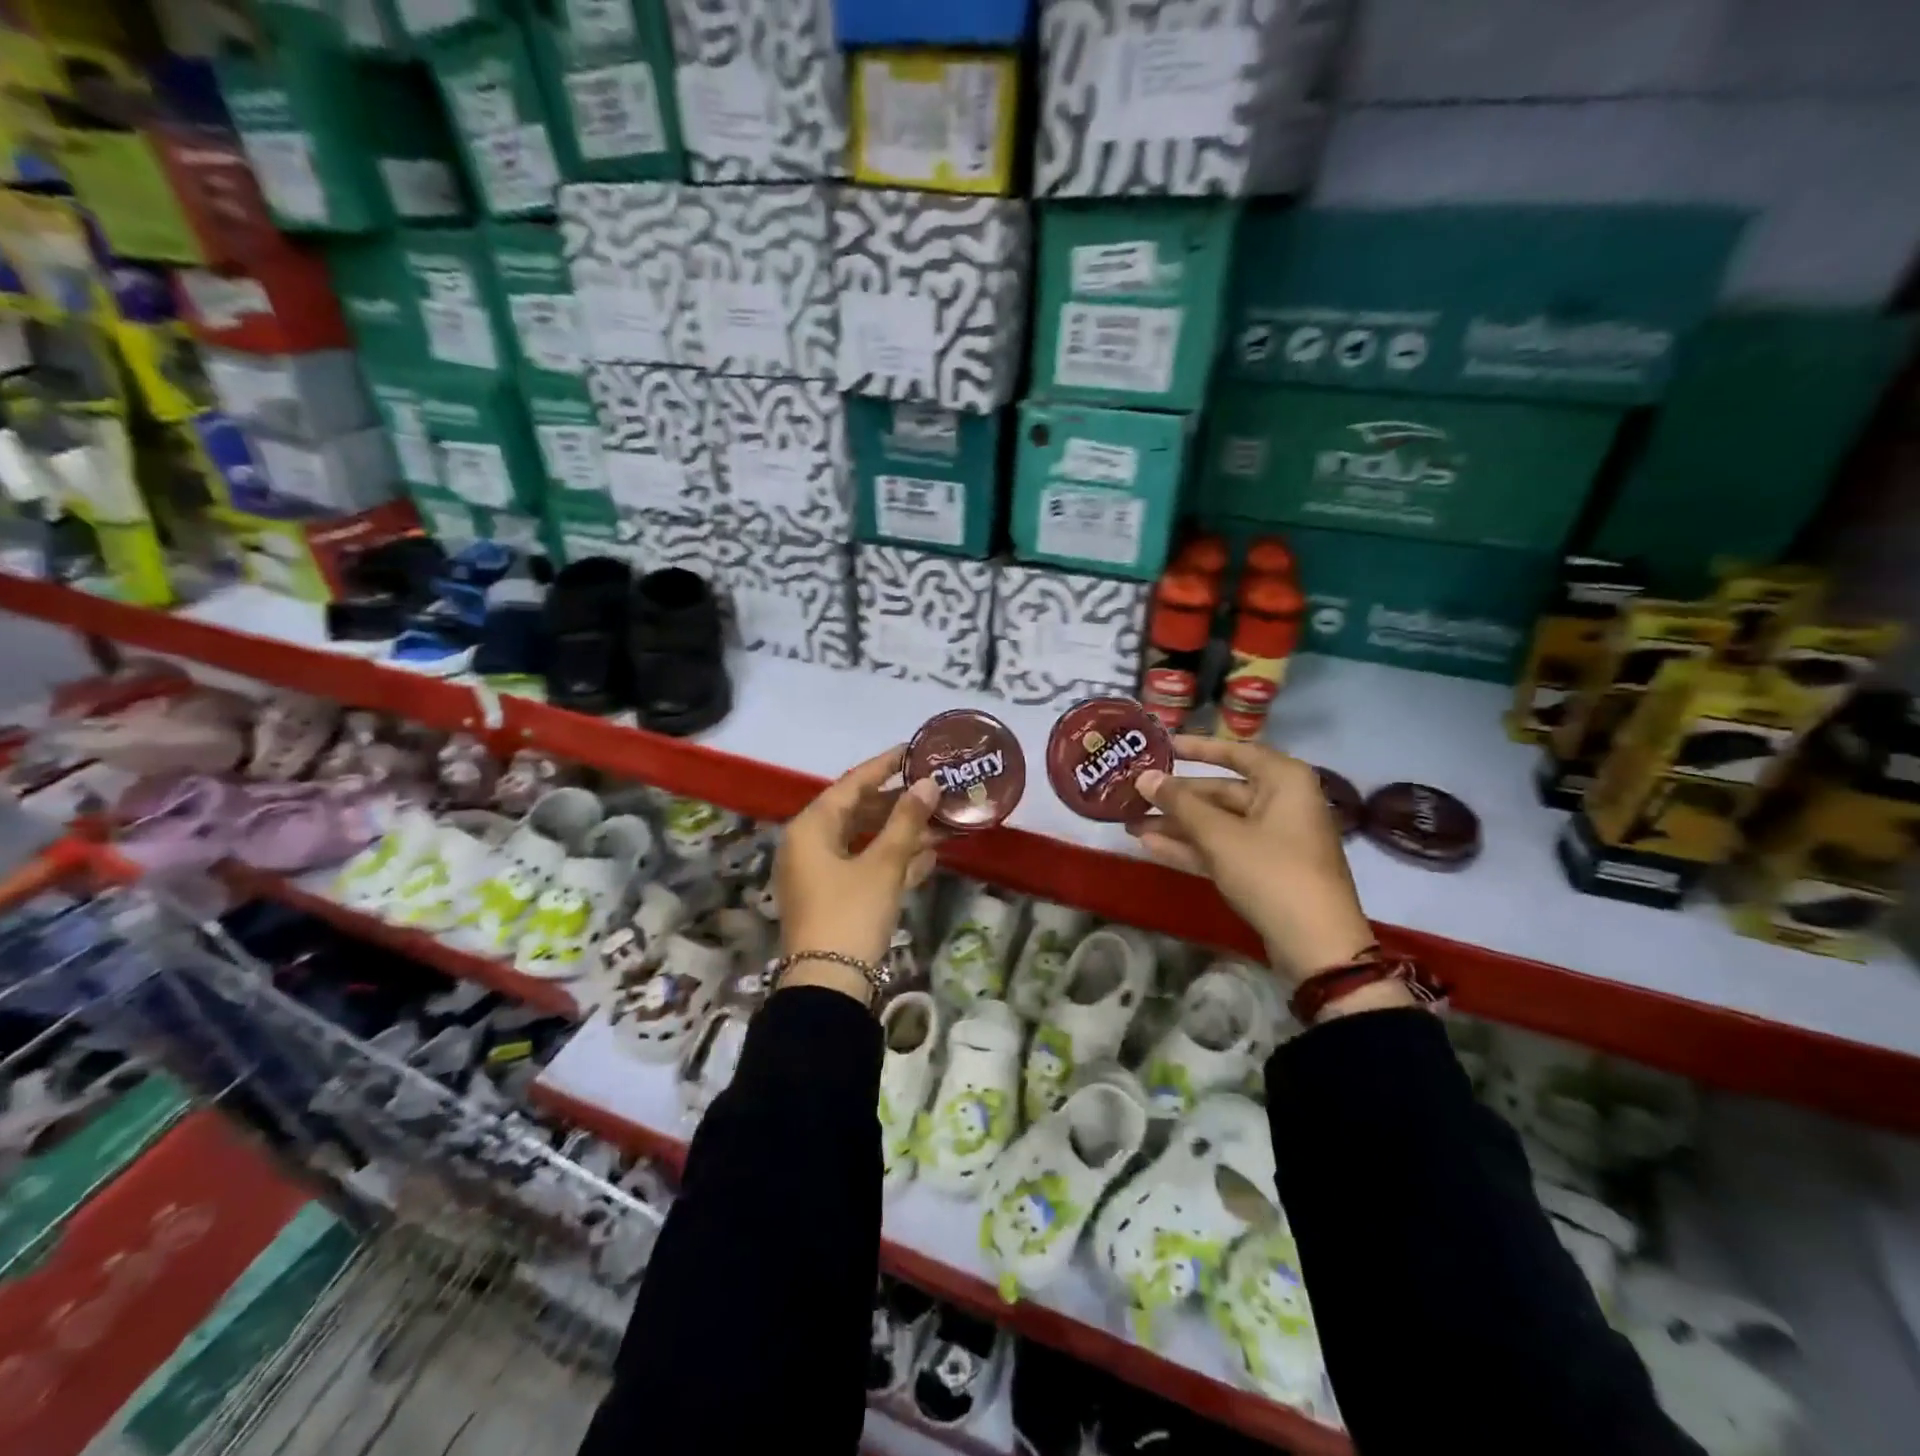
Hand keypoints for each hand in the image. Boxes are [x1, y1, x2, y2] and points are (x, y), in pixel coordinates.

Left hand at [774, 746, 940, 998]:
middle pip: (858, 811)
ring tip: (942, 821)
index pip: (852, 783)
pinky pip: (864, 866)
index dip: (885, 765)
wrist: (828, 985)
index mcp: (811, 827)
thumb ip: (907, 821)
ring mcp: (820, 873)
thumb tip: (928, 783)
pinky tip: (929, 855)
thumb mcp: (883, 864)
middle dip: (900, 804)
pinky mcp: (833, 897)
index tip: (915, 749)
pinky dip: (893, 859)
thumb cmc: (851, 913)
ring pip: (865, 841)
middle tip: (935, 788)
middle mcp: (809, 844)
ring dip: (901, 833)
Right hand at [1130, 737, 1375, 985]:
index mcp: (1284, 781)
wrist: (1315, 943)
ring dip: (1176, 826)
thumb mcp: (1219, 834)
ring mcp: (1274, 839)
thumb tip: (1143, 777)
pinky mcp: (1264, 870)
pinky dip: (1191, 848)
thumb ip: (1179, 804)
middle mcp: (1281, 803)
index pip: (1236, 752)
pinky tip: (1150, 846)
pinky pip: (1222, 849)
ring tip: (1131, 824)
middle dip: (1176, 798)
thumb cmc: (1271, 871)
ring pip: (1217, 823)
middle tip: (1134, 795)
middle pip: (1221, 792)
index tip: (1163, 746)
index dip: (1198, 748)